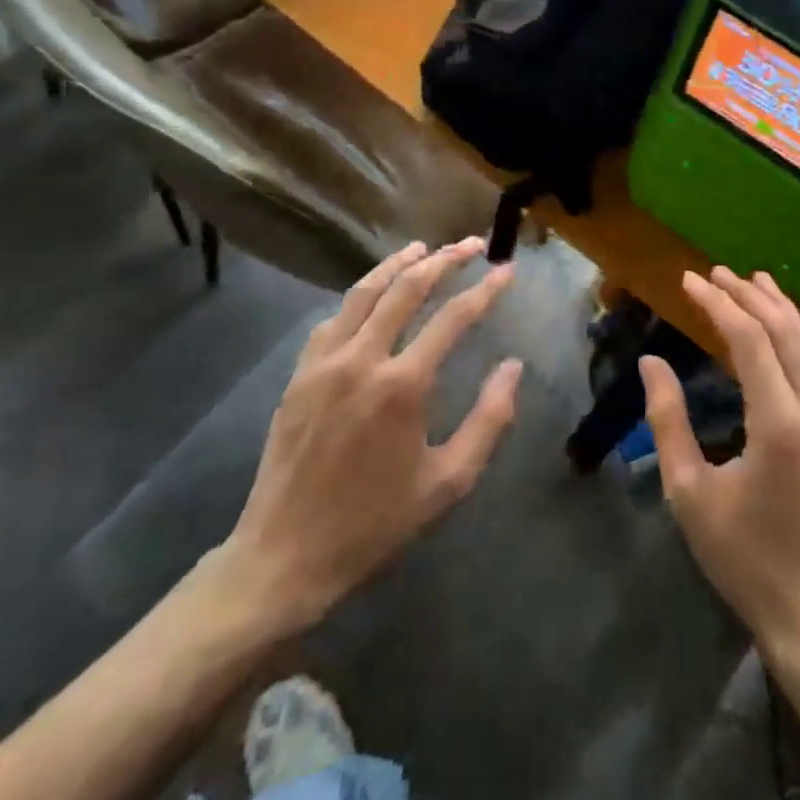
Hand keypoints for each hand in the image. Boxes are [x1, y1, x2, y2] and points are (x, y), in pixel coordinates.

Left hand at [210, 238, 521, 642]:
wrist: (285, 557)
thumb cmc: (375, 524)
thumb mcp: (448, 483)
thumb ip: (489, 420)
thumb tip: (513, 367)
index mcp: (403, 386)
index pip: (453, 318)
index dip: (485, 289)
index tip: (506, 269)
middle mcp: (363, 359)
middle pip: (407, 289)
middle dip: (443, 260)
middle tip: (470, 243)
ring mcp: (324, 363)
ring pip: (364, 293)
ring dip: (396, 265)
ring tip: (421, 247)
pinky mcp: (299, 374)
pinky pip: (333, 319)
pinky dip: (358, 297)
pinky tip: (370, 295)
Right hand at [643, 268, 799, 656]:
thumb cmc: (744, 559)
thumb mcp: (690, 494)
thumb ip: (668, 422)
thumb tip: (651, 363)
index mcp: (780, 426)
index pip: (750, 341)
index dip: (718, 304)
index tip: (689, 281)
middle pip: (788, 334)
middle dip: (751, 296)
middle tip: (717, 272)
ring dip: (781, 310)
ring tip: (755, 281)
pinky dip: (797, 339)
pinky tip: (780, 333)